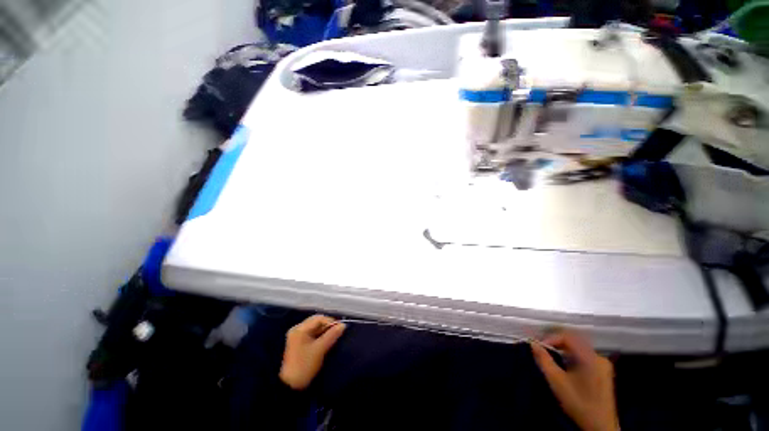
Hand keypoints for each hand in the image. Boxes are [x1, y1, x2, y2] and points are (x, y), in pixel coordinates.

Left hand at [279, 315, 345, 389]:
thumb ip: (332, 335)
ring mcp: (297, 337)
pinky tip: (325, 343)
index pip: (319, 318)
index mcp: (300, 329)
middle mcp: (298, 329)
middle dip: (327, 327)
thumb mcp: (320, 349)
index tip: (340, 329)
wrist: (291, 386)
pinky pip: (312, 335)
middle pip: (316, 322)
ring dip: (324, 332)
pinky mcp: (299, 344)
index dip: (330, 322)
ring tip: (332, 339)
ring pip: (315, 329)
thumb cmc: (305, 365)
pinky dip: (320, 337)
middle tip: (337, 334)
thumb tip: (343, 325)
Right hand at [531, 331, 618, 430]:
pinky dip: (570, 355)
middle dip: (555, 342)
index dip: (550, 338)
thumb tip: (532, 343)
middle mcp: (599, 357)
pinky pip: (584, 355)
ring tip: (550, 355)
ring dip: (562, 349)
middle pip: (574, 340)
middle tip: (542, 349)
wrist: (600, 427)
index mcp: (591, 358)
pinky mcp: (602, 371)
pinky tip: (563, 364)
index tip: (538, 346)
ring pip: (578, 347)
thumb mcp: (557, 382)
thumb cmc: (578, 403)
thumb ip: (543, 360)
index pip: (567, 336)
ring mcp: (603, 364)